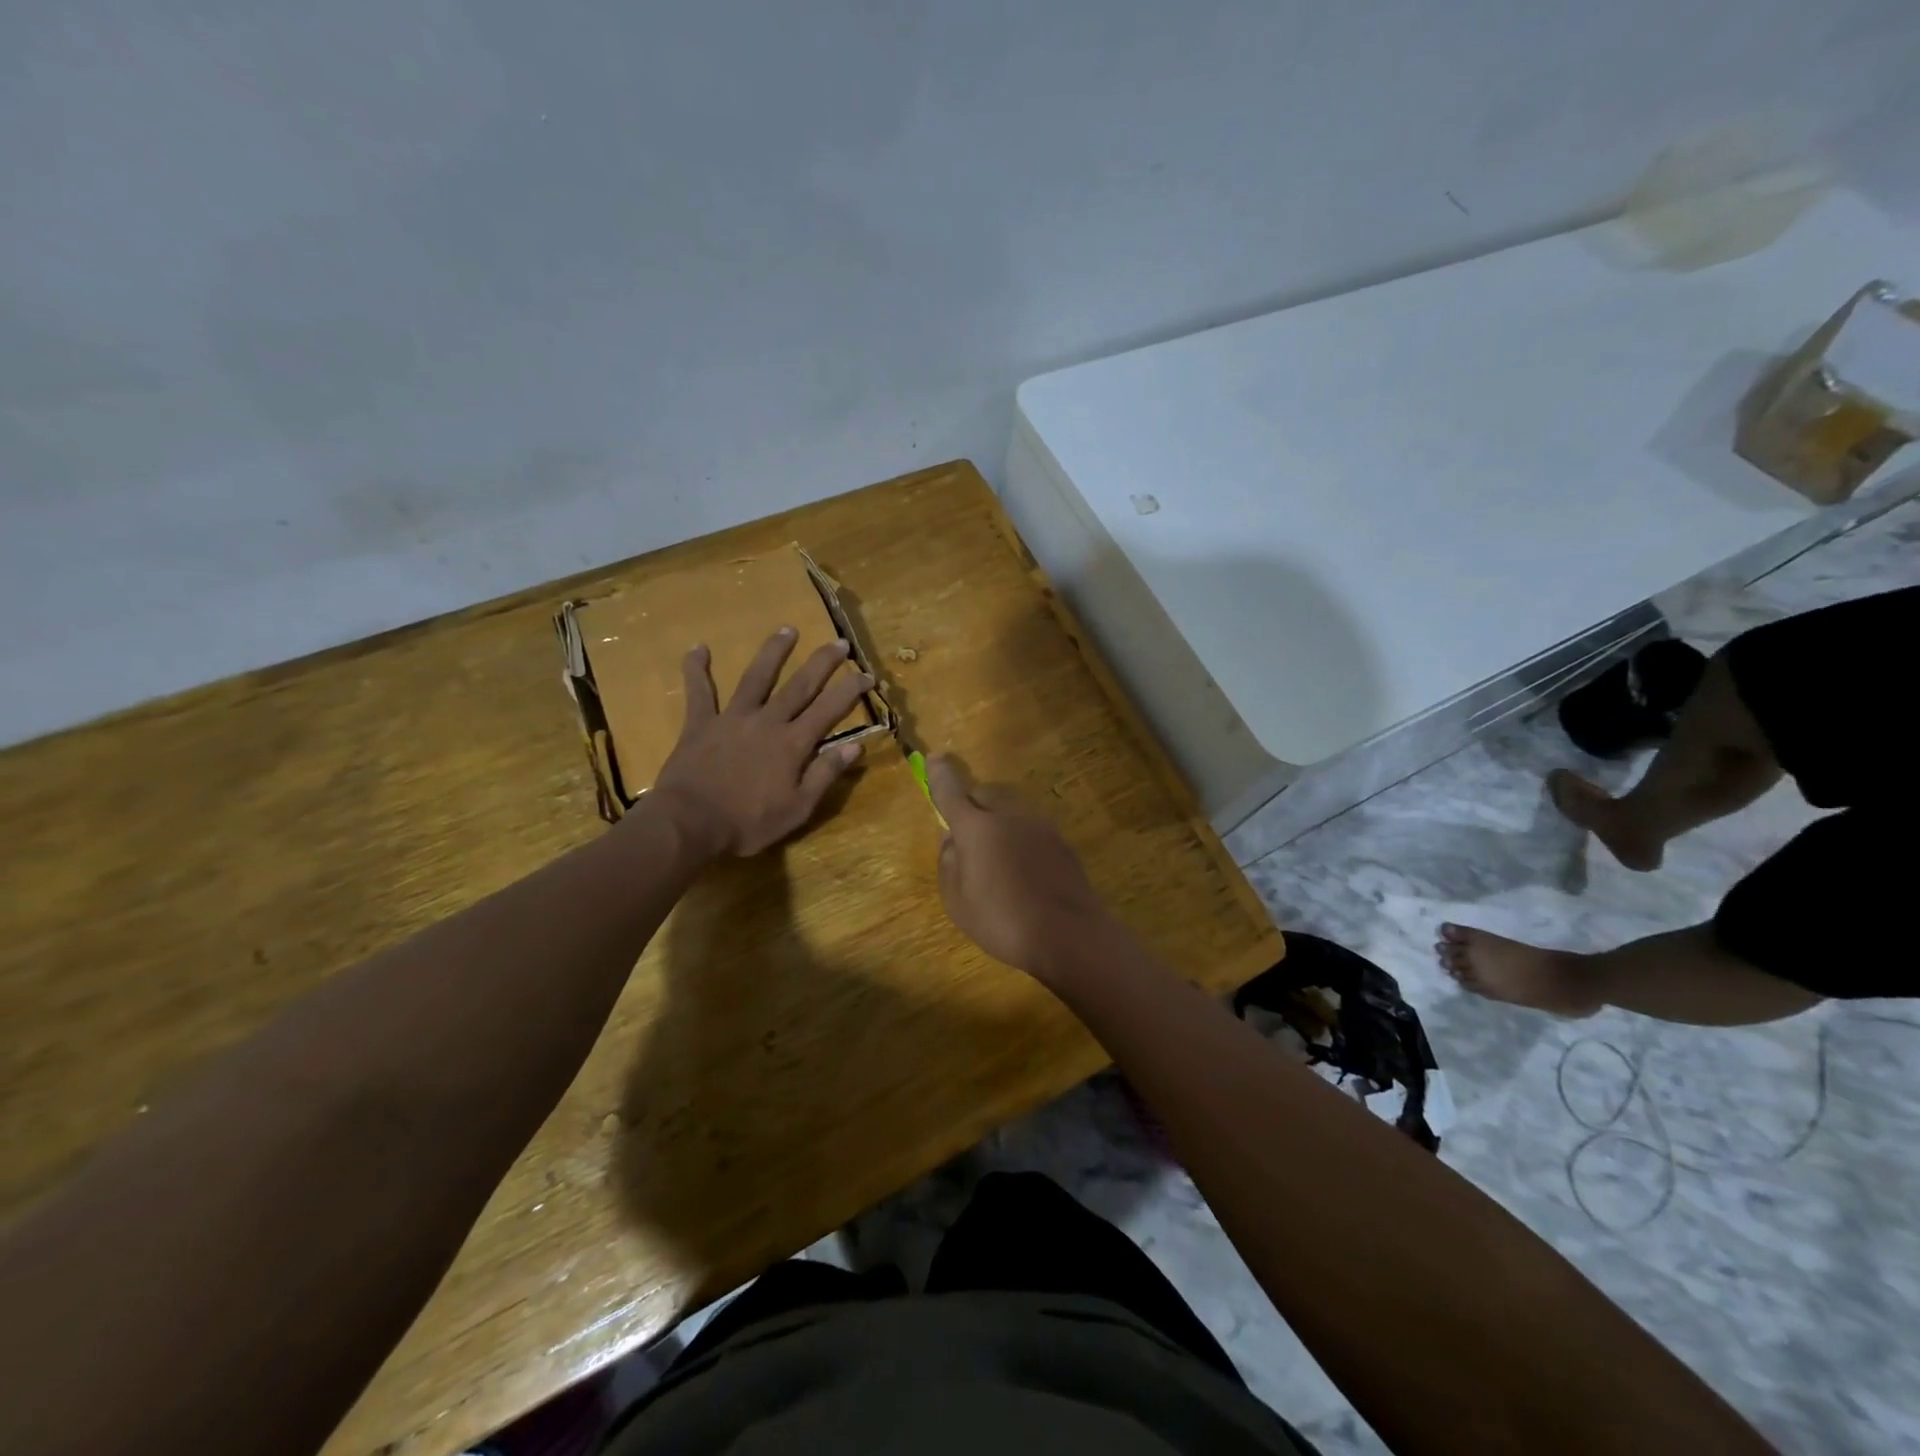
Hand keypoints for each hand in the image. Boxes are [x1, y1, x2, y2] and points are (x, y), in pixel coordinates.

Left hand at [652, 627, 872, 858]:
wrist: (689, 823)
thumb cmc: (748, 822)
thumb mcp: (797, 808)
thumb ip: (825, 774)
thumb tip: (855, 746)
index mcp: (793, 744)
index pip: (829, 710)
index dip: (850, 690)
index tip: (867, 673)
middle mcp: (767, 721)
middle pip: (799, 685)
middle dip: (822, 662)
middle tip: (839, 642)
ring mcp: (732, 718)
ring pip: (756, 677)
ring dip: (773, 652)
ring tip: (787, 629)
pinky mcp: (700, 724)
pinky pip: (699, 692)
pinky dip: (697, 669)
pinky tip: (698, 648)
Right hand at [926, 756, 1117, 984]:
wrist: (1069, 934)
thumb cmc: (1002, 919)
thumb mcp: (957, 900)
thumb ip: (949, 862)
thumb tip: (952, 839)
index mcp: (976, 827)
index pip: (951, 791)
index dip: (940, 775)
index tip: (934, 758)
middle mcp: (1008, 814)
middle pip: (984, 794)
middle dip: (971, 805)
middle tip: (965, 837)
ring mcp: (1039, 825)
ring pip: (1009, 809)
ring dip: (997, 821)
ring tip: (995, 859)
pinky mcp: (1060, 840)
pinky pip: (1029, 828)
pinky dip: (1019, 838)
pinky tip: (1022, 870)